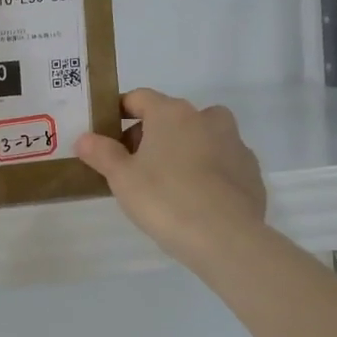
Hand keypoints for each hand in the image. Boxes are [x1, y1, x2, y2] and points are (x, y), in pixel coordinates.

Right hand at [76, 89, 268, 268]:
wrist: (226, 238)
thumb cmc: (165, 199)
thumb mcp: (122, 178)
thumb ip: (102, 153)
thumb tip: (85, 138)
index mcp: (171, 113)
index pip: (139, 98)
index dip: (120, 111)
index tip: (107, 133)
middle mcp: (206, 118)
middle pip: (172, 116)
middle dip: (151, 134)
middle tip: (134, 165)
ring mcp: (234, 143)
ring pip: (201, 137)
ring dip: (183, 150)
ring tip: (167, 182)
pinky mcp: (250, 171)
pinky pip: (222, 162)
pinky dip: (207, 171)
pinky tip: (197, 198)